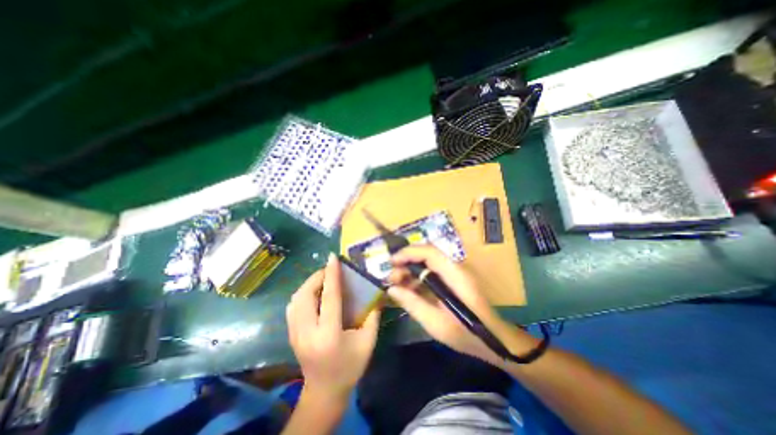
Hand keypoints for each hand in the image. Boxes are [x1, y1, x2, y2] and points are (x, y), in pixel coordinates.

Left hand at [286, 253, 381, 401]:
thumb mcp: (368, 341)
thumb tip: (376, 292)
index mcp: (329, 334)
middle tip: (330, 270)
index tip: (332, 257)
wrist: (324, 392)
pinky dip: (302, 294)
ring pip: (295, 299)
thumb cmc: (350, 367)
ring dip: (309, 284)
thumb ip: (373, 315)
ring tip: (323, 280)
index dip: (331, 275)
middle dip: (317, 277)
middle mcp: (307, 332)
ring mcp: (295, 334)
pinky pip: (292, 307)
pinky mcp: (291, 335)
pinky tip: (314, 294)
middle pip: (305, 295)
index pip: (329, 297)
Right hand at [387, 246, 533, 365]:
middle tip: (392, 278)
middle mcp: (455, 268)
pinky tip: (410, 289)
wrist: (495, 341)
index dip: (408, 253)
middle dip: (406, 262)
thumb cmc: (467, 334)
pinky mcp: (454, 280)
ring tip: (397, 284)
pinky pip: (433, 272)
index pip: (429, 252)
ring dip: (411, 270)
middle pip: (427, 255)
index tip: (391, 262)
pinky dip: (419, 278)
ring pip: (428, 263)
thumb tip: (391, 289)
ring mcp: (455, 273)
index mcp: (454, 275)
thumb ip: (413, 303)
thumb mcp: (436, 323)